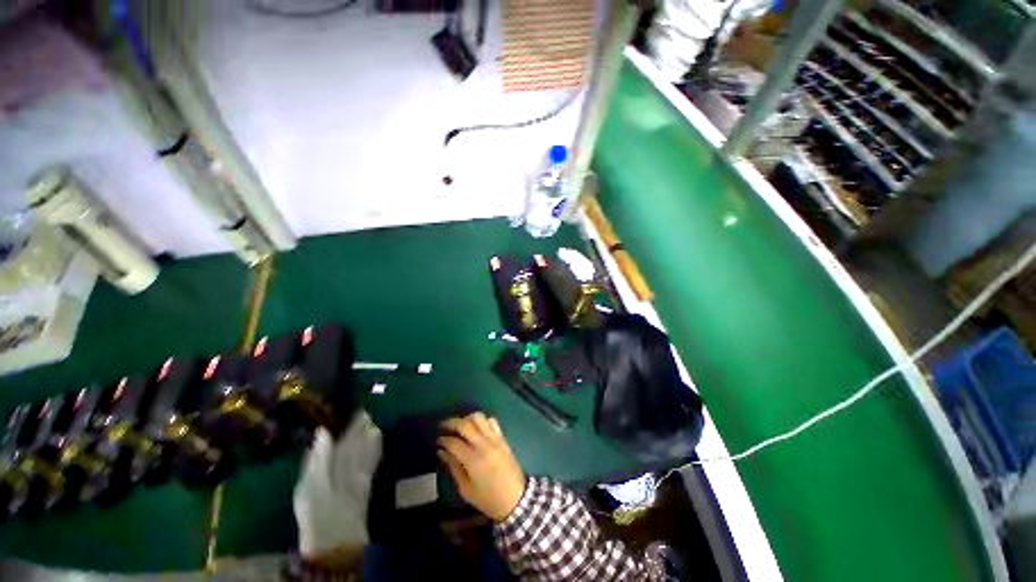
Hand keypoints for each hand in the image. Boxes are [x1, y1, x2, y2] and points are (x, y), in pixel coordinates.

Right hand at [438, 412, 525, 521]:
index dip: (443, 440)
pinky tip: (477, 428)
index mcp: (473, 460)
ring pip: (479, 418)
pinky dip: (482, 420)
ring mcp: (495, 439)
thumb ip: (453, 467)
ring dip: (467, 418)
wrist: (515, 499)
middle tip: (444, 425)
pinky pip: (492, 421)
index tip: (438, 441)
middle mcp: (484, 445)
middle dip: (452, 422)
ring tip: (460, 425)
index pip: (454, 442)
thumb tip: (442, 452)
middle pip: (466, 424)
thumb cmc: (488, 499)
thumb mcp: (466, 489)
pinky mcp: (503, 438)